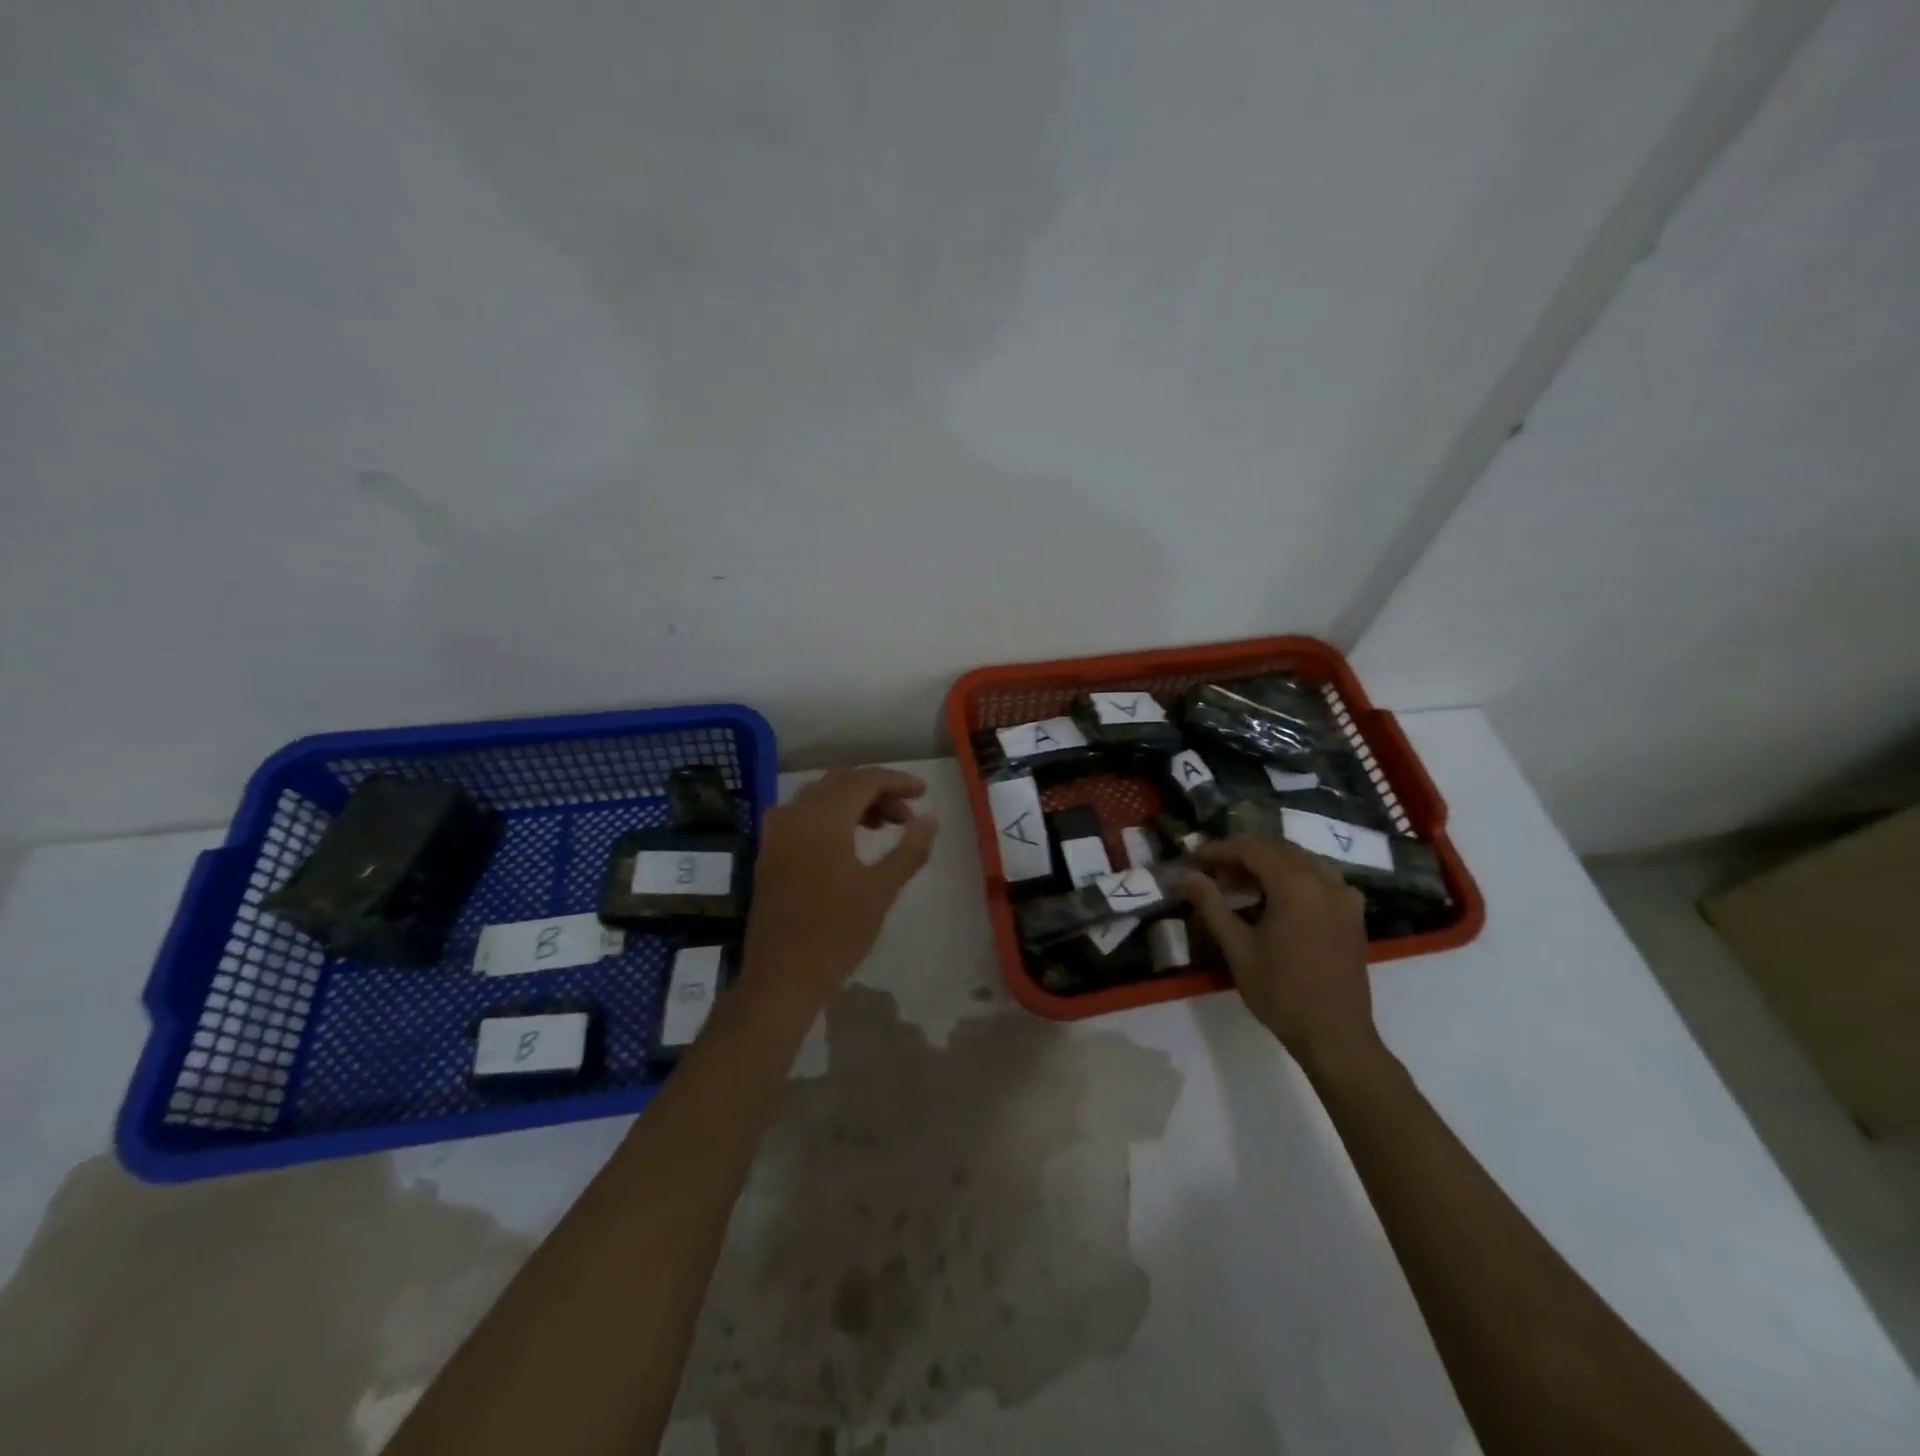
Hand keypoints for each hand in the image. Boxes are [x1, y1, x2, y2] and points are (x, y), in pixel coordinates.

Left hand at [742, 767, 937, 1009]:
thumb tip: (931, 818)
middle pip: (840, 782)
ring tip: (885, 827)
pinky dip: (830, 816)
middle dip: (877, 790)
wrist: (782, 978)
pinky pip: (802, 815)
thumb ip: (910, 849)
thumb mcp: (881, 890)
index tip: (924, 793)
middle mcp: (795, 815)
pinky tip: (849, 840)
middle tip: (907, 814)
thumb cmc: (837, 933)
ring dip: (854, 802)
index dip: (897, 781)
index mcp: (823, 819)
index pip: (864, 780)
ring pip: (820, 797)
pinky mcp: (769, 852)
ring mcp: (776, 833)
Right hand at [1181, 837, 1381, 1073]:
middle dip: (1243, 854)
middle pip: (1278, 850)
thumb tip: (1186, 876)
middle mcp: (1324, 881)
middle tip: (1213, 871)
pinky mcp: (1353, 914)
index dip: (1219, 850)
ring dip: (1270, 863)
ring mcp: (1345, 897)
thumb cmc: (1281, 993)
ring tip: (1241, 882)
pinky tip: (1279, 897)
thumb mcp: (1237, 949)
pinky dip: (1295, 877)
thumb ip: (1211, 905)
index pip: (1252, 850)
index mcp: (1296, 886)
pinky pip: (1321, 878)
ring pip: (1302, 861)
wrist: (1335, 1036)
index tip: (1194, 858)